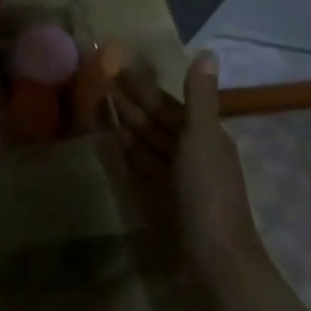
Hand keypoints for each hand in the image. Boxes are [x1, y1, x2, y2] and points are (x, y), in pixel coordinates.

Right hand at [112, 52, 262, 267]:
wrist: (214, 258)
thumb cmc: (208, 191)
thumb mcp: (203, 137)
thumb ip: (200, 97)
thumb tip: (209, 53)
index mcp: (205, 136)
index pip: (168, 104)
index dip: (143, 87)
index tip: (115, 67)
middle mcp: (191, 153)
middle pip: (156, 122)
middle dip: (129, 103)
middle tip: (97, 81)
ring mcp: (175, 178)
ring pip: (146, 144)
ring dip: (123, 125)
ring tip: (96, 105)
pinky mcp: (161, 198)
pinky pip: (140, 167)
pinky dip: (125, 152)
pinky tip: (108, 142)